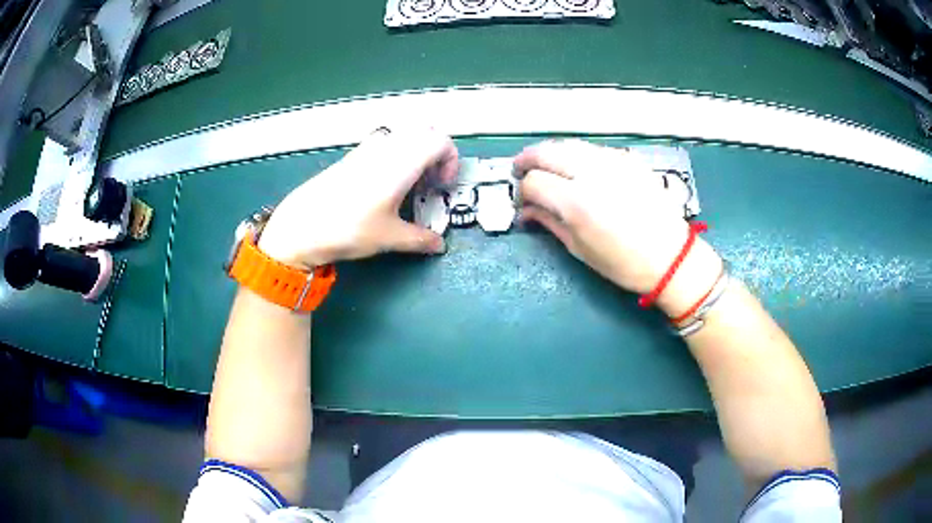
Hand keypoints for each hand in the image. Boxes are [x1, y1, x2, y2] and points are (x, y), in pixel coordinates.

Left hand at [257, 128, 458, 268]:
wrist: (302, 226)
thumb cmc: (350, 228)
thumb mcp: (390, 238)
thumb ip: (420, 239)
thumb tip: (438, 245)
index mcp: (402, 161)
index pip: (441, 141)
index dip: (451, 161)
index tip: (443, 186)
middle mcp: (387, 147)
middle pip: (425, 131)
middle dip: (436, 153)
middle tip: (430, 182)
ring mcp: (367, 148)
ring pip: (403, 135)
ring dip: (416, 153)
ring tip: (409, 184)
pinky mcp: (351, 156)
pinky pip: (384, 143)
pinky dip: (396, 155)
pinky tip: (384, 185)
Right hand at [515, 139, 721, 314]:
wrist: (671, 256)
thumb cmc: (624, 263)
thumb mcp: (580, 249)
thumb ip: (549, 222)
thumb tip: (526, 211)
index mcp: (577, 202)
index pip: (534, 182)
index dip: (522, 191)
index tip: (523, 203)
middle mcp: (591, 173)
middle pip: (546, 152)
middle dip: (528, 160)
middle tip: (520, 171)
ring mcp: (612, 161)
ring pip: (568, 144)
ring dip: (551, 153)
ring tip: (546, 167)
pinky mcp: (627, 159)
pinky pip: (592, 149)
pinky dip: (576, 154)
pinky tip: (577, 168)